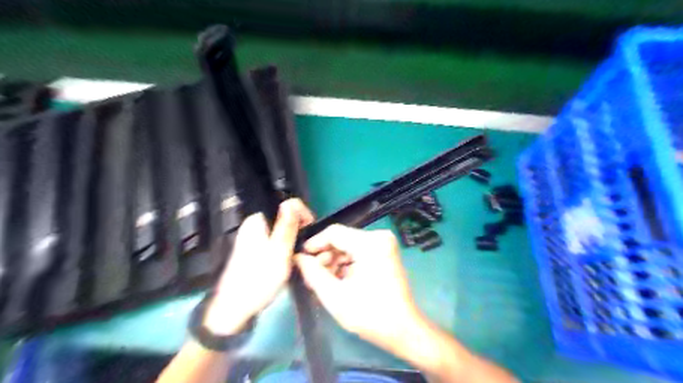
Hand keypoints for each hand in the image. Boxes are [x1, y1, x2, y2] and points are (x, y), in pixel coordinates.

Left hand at [203, 199, 311, 336]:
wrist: (235, 309)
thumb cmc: (259, 279)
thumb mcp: (279, 251)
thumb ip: (287, 226)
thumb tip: (293, 202)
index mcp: (257, 221)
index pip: (287, 205)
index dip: (303, 215)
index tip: (311, 232)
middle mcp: (253, 225)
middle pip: (284, 217)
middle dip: (299, 229)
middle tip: (307, 247)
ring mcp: (253, 238)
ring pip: (281, 231)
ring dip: (293, 240)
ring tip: (300, 255)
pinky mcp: (255, 250)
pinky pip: (275, 241)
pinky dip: (285, 247)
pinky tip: (288, 261)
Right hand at [294, 225, 421, 352]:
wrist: (403, 330)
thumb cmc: (370, 315)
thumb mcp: (335, 296)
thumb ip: (313, 273)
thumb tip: (298, 257)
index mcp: (371, 243)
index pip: (334, 233)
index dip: (314, 244)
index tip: (301, 259)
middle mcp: (379, 237)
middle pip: (342, 239)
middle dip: (324, 257)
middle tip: (311, 276)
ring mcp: (384, 244)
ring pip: (348, 246)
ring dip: (334, 262)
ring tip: (322, 282)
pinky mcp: (385, 253)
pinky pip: (358, 252)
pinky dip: (346, 264)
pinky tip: (337, 280)